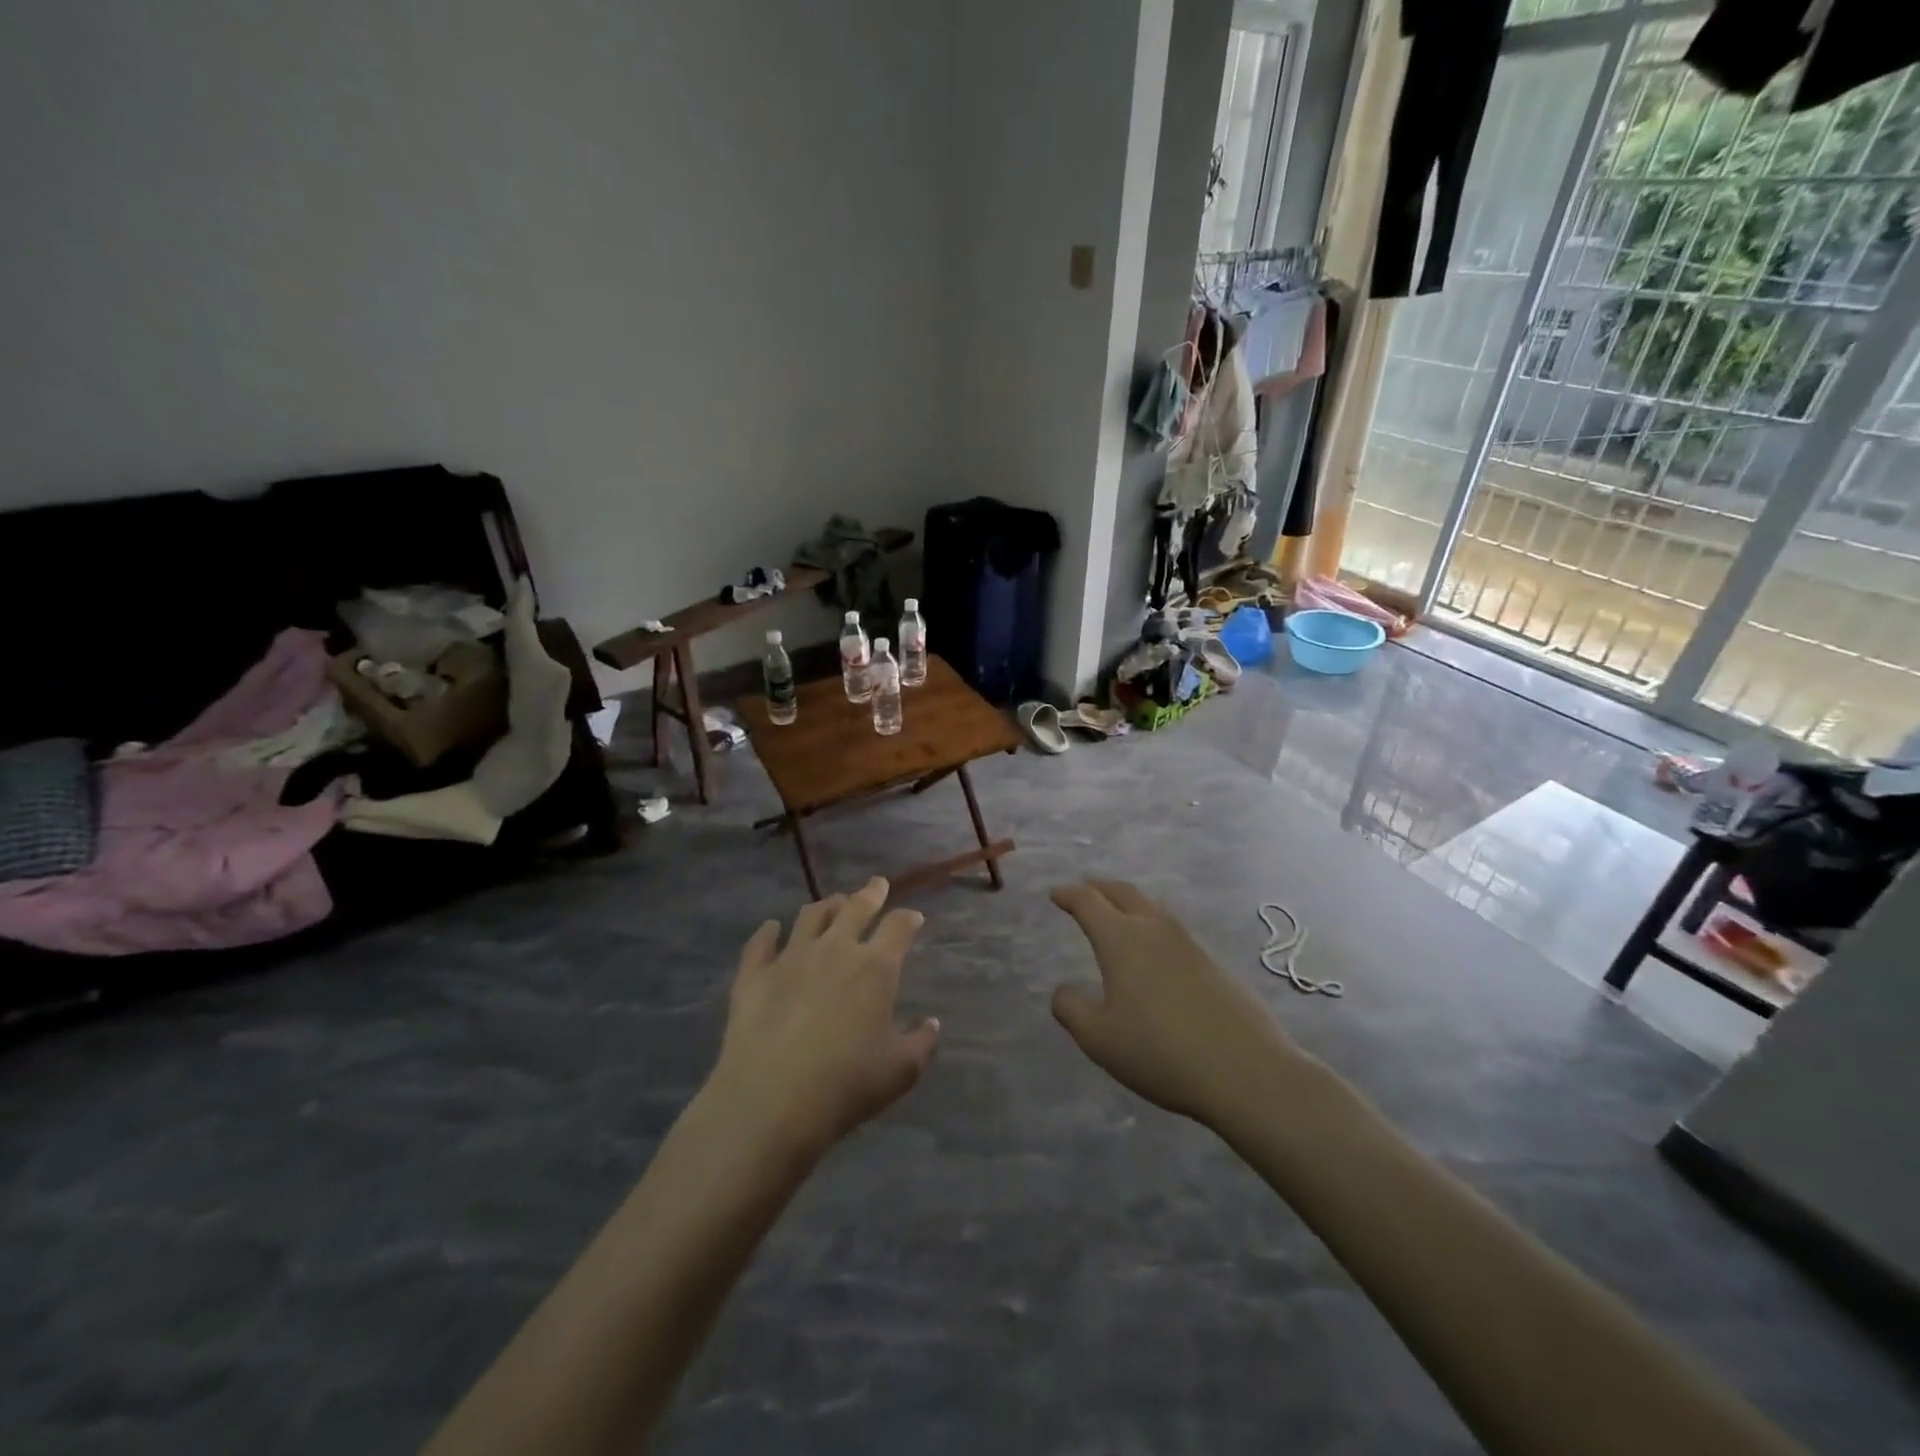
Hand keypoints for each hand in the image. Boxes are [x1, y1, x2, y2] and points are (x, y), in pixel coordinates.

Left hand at [710, 878, 939, 1157]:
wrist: (770, 1101)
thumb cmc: (845, 1085)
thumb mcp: (900, 1071)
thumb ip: (921, 1043)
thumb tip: (931, 1024)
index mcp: (875, 967)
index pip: (899, 927)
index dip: (908, 918)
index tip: (913, 916)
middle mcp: (835, 949)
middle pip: (855, 908)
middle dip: (870, 893)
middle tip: (876, 885)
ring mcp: (790, 957)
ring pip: (810, 916)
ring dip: (826, 906)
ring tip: (832, 903)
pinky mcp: (753, 974)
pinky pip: (761, 942)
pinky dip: (768, 932)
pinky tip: (771, 928)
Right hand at [1050, 880, 1302, 1126]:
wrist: (1246, 1071)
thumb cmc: (1161, 1052)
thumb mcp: (1099, 1039)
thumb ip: (1071, 1010)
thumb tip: (1062, 991)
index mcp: (1122, 939)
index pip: (1089, 902)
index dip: (1068, 894)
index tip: (1055, 893)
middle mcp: (1155, 929)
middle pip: (1123, 892)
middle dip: (1099, 888)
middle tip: (1084, 890)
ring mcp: (1189, 943)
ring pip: (1152, 908)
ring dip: (1129, 903)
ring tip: (1118, 914)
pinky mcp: (1214, 963)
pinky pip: (1173, 930)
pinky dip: (1153, 926)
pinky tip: (1155, 951)